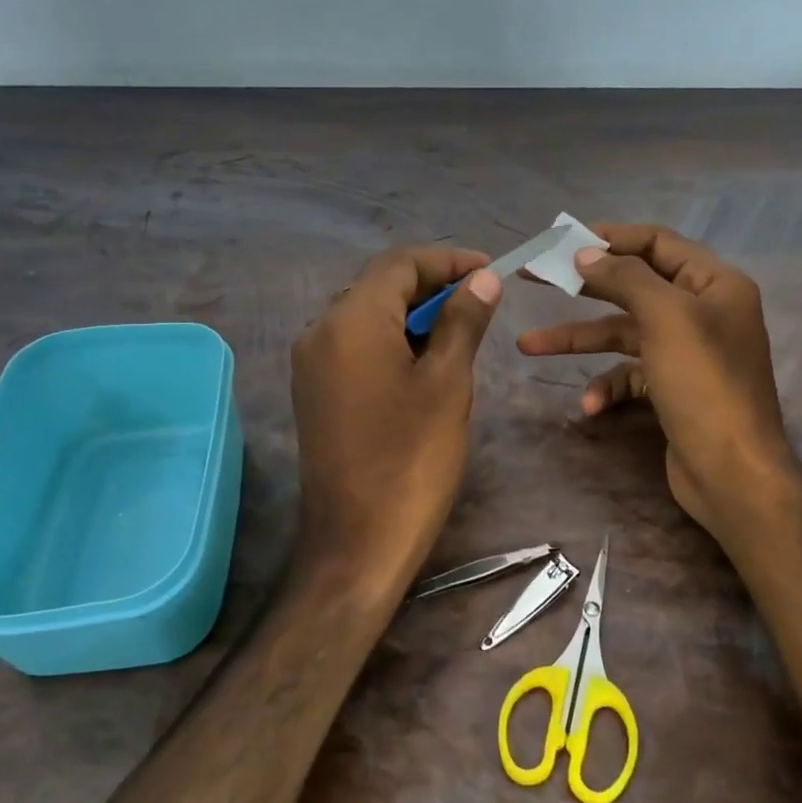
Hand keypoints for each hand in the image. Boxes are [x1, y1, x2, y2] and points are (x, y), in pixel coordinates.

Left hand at [291, 246, 501, 584]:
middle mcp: (320, 331)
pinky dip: (392, 339)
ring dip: (412, 313)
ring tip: (460, 327)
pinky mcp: (315, 392)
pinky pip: (355, 345)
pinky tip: (425, 359)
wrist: (357, 542)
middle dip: (430, 284)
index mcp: (351, 321)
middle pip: (378, 285)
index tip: (489, 270)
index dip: (446, 260)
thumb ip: (462, 321)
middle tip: (480, 298)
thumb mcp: (448, 383)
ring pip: (367, 315)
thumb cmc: (412, 459)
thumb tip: (482, 279)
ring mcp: (312, 364)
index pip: (399, 264)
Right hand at [517, 223, 798, 540]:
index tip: (563, 239)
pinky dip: (607, 385)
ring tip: (527, 346)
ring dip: (579, 340)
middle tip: (533, 276)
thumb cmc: (704, 384)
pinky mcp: (672, 388)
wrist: (733, 473)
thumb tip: (585, 253)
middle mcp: (702, 311)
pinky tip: (590, 406)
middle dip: (582, 284)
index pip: (657, 242)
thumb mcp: (666, 318)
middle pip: (633, 285)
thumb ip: (625, 278)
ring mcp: (686, 352)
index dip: (610, 237)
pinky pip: (630, 374)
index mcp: (714, 283)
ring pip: (623, 332)